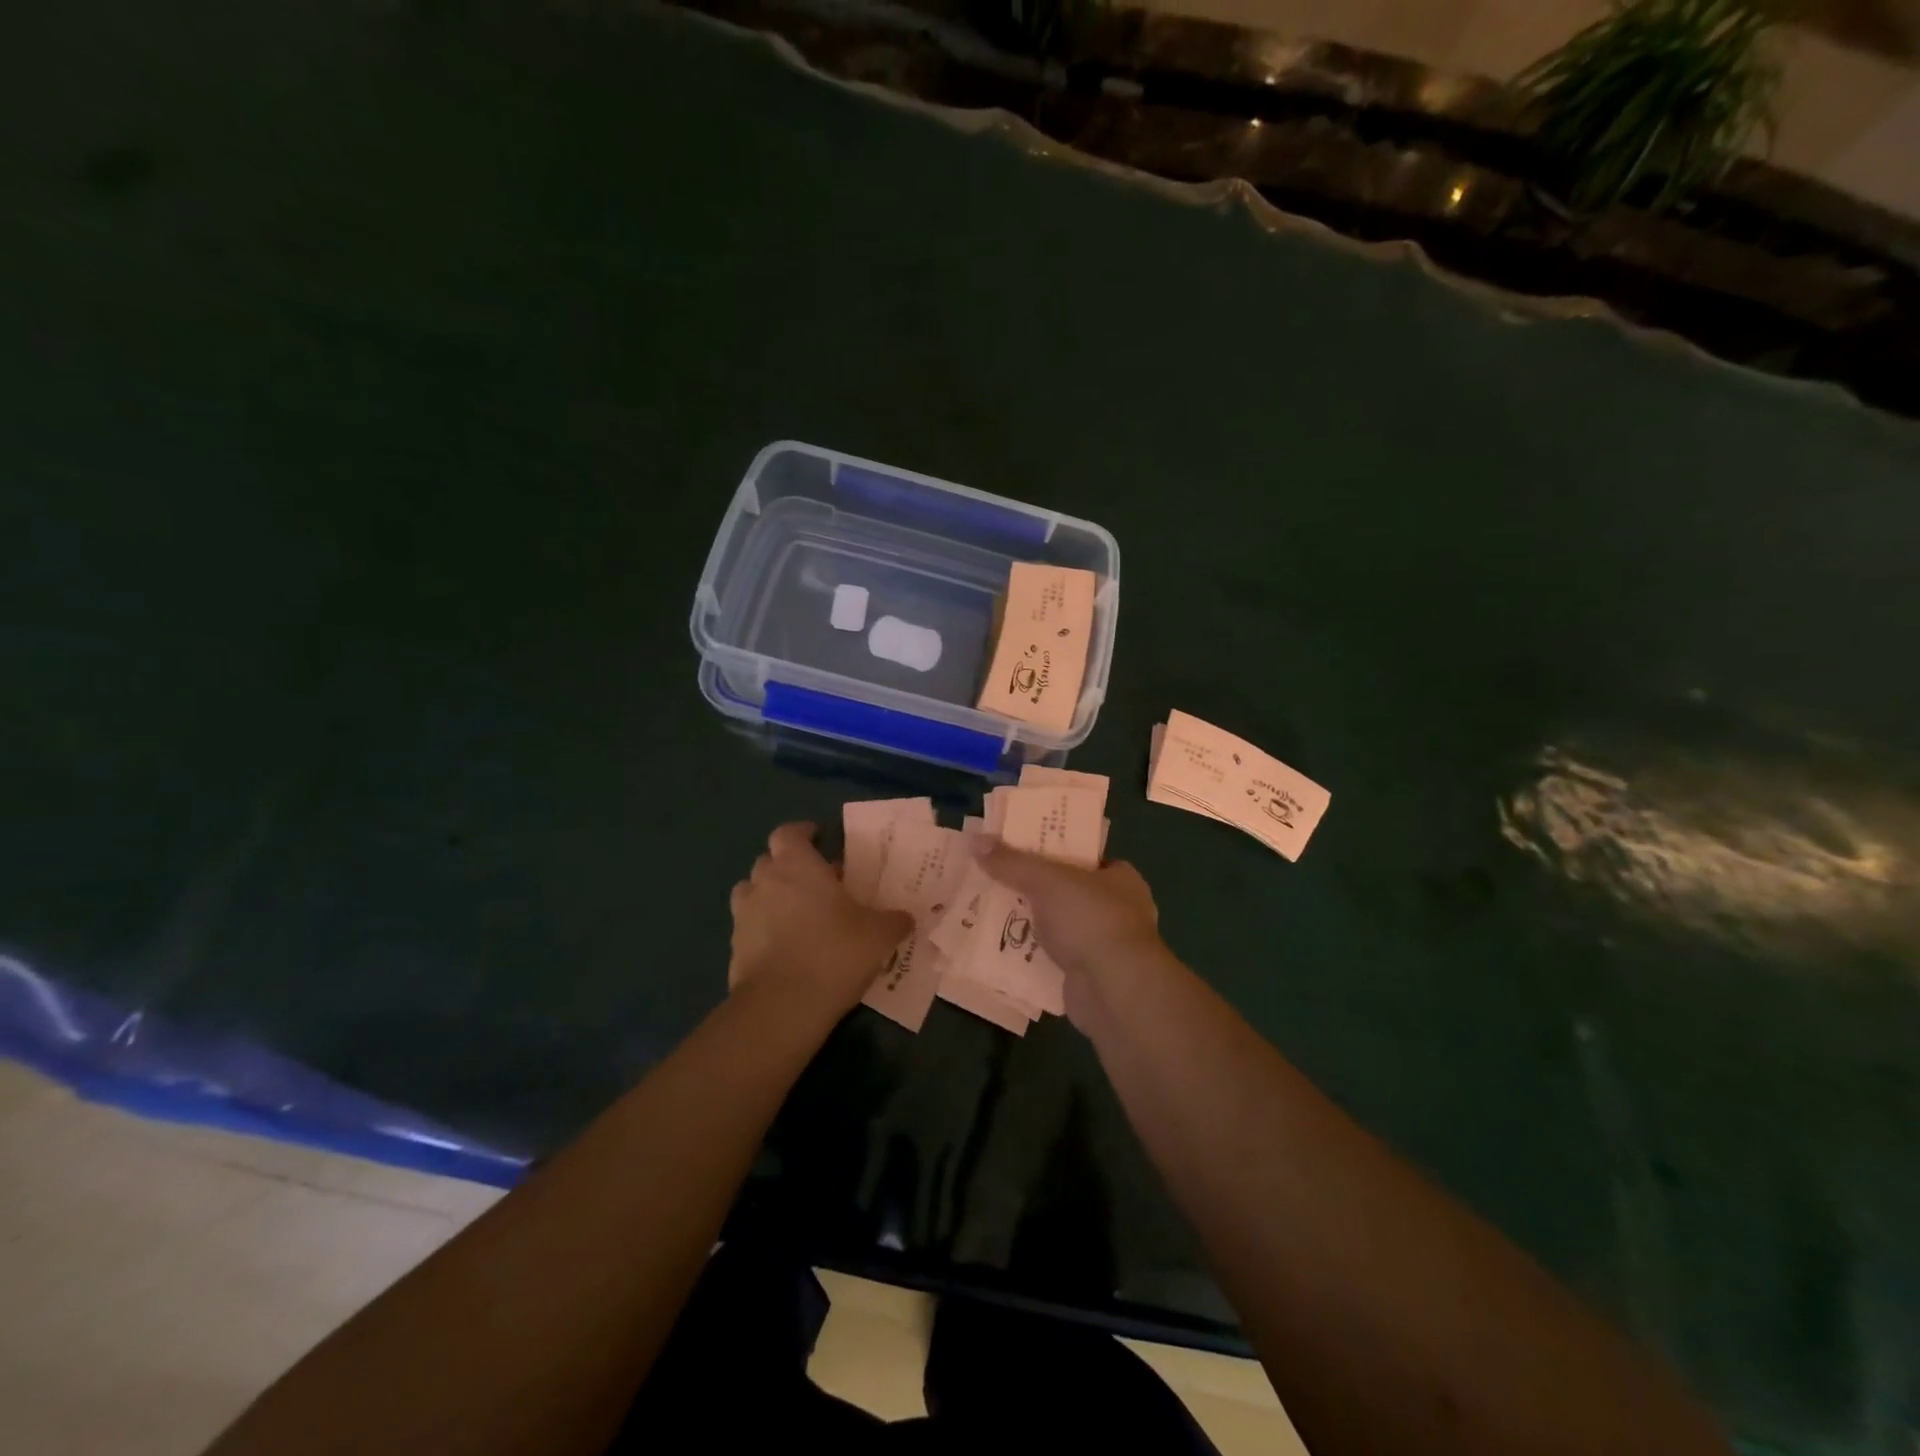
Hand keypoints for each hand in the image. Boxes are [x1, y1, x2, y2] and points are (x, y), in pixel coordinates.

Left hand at [729, 822, 912, 1015]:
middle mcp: (765, 882)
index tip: (818, 839)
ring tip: (794, 913)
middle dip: (788, 866)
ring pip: (752, 892)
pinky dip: (762, 930)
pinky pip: (748, 927)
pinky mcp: (734, 948)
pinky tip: (785, 948)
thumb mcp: (879, 935)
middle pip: (768, 861)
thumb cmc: (834, 953)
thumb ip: (893, 921)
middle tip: (815, 882)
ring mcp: (744, 915)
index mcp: (797, 865)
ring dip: (770, 896)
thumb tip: (906, 918)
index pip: (788, 833)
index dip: (802, 833)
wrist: (782, 1006)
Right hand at [973, 842, 1165, 1023]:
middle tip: (998, 879)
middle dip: (1035, 889)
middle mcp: (1118, 910)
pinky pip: (1053, 958)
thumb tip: (976, 840)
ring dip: (1031, 923)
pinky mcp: (1089, 976)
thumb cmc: (1090, 920)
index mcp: (1121, 878)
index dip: (1053, 850)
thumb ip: (1012, 862)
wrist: (1113, 990)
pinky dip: (1032, 954)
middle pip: (1067, 891)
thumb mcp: (1046, 880)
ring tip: (992, 911)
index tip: (1020, 849)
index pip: (1084, 856)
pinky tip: (1003, 948)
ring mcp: (1105, 946)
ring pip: (1059, 926)